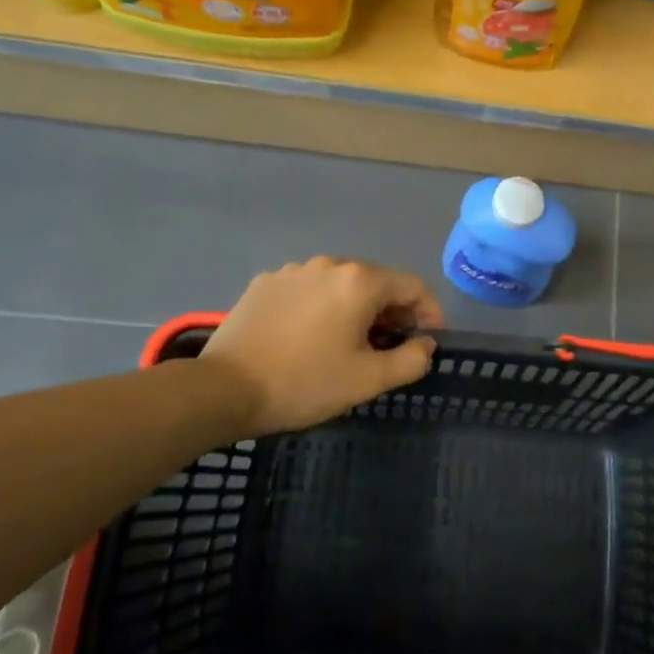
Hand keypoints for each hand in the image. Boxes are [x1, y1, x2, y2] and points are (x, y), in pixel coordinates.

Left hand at [198, 257, 444, 436]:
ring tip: (348, 343)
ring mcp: (293, 271)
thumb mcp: (369, 380)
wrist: (223, 389)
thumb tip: (425, 344)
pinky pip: (308, 290)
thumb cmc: (305, 383)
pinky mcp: (265, 283)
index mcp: (360, 281)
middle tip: (390, 347)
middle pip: (376, 282)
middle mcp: (329, 264)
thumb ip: (411, 359)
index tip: (428, 341)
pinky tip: (309, 337)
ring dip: (356, 308)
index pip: (413, 286)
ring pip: (341, 285)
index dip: (429, 313)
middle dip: (392, 311)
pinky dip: (321, 307)